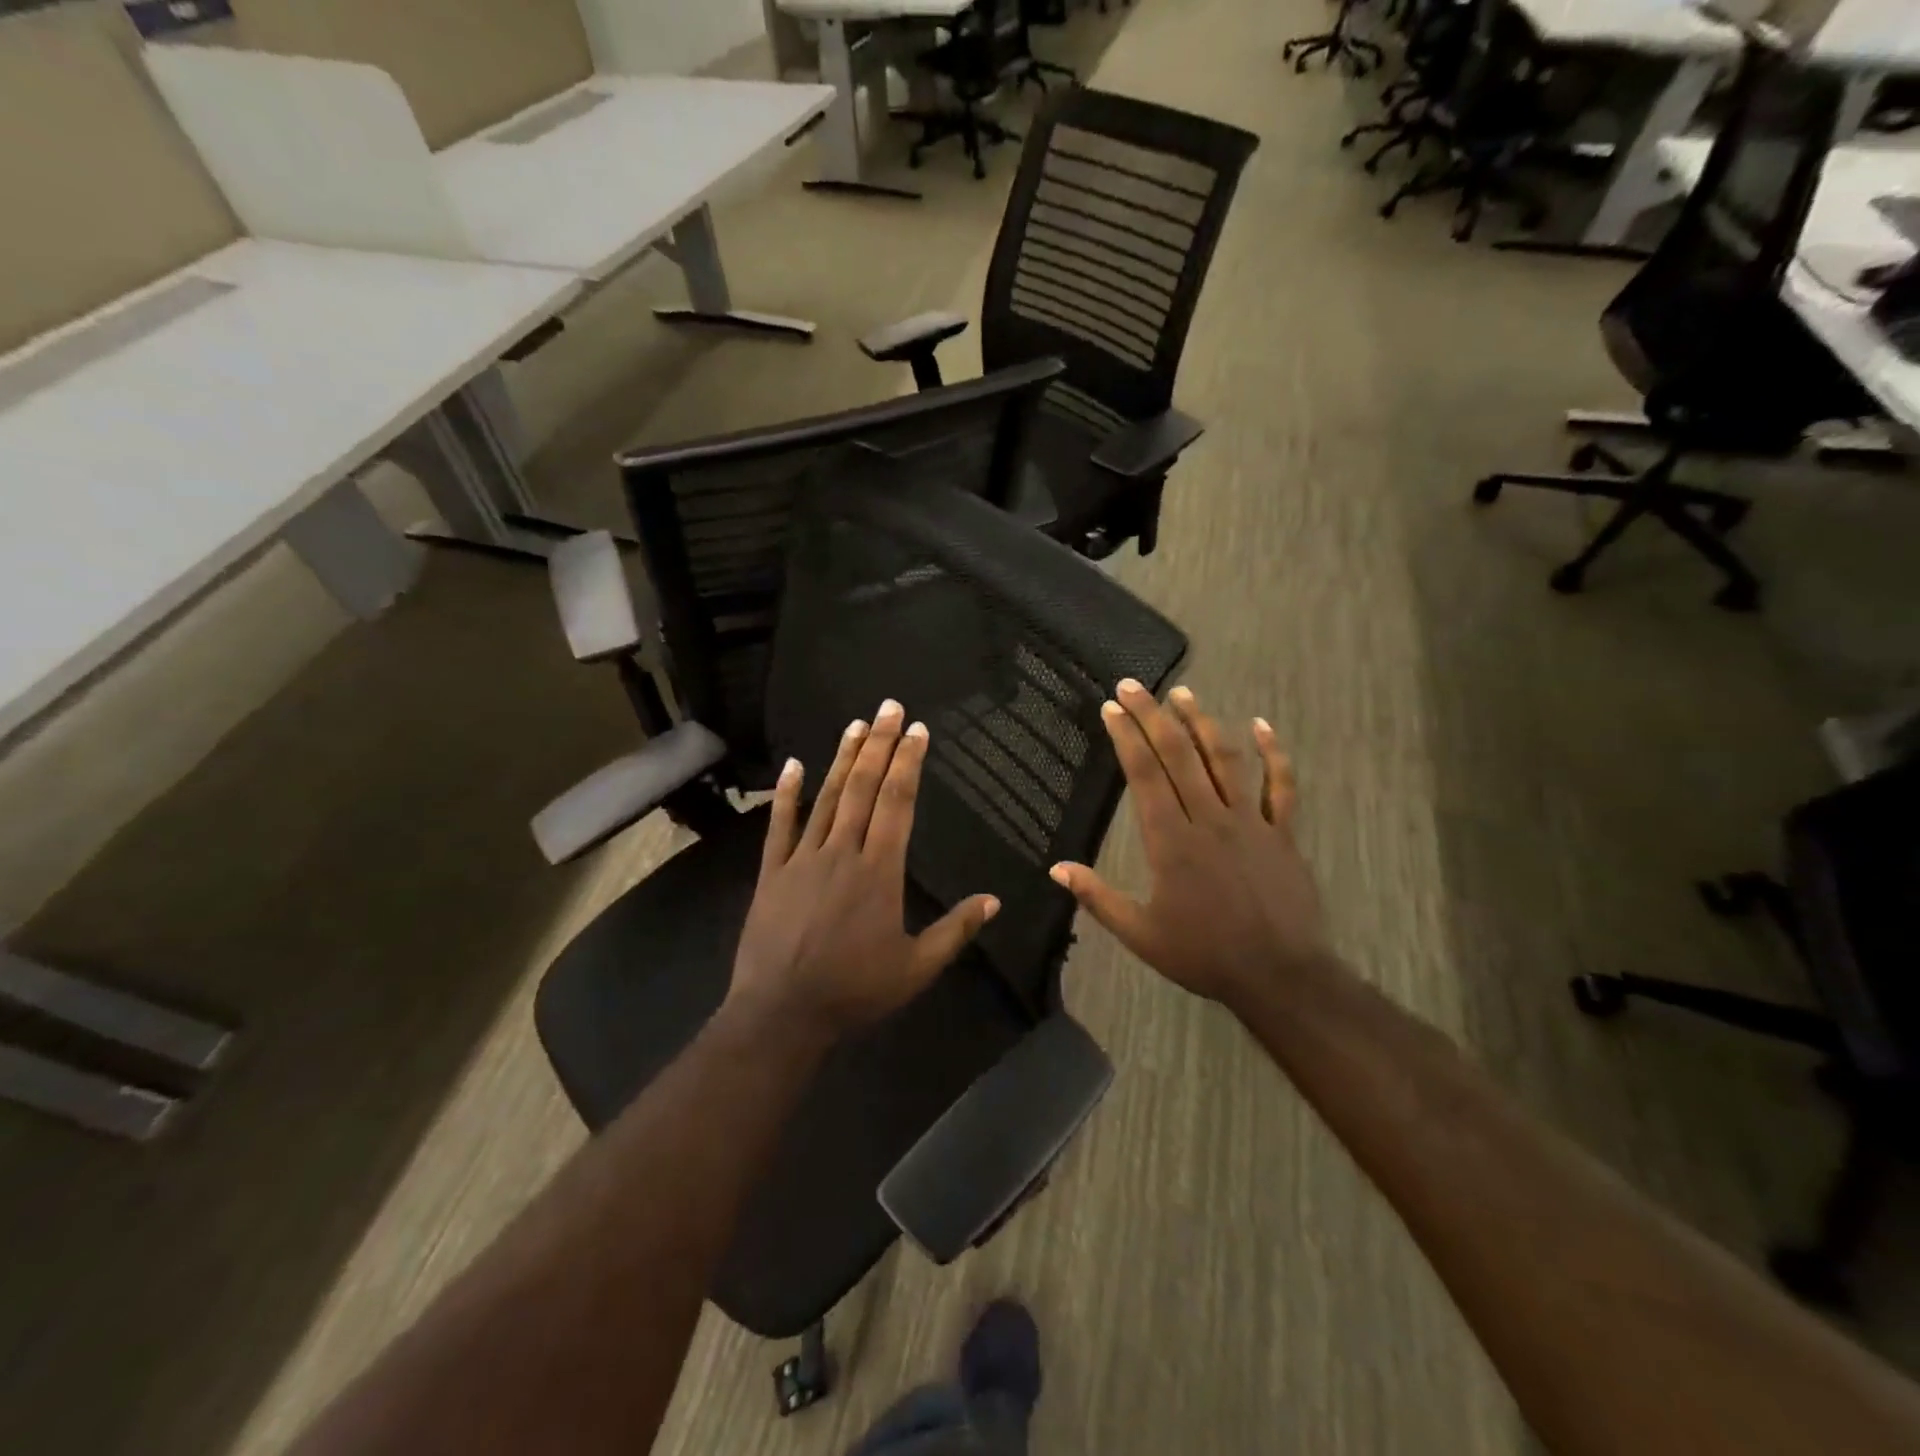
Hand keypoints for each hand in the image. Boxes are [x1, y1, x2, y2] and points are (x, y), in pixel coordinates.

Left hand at [729, 699, 1000, 1037]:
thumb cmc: (854, 991)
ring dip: (843, 759)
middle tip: (889, 707)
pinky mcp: (771, 872)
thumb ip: (955, 930)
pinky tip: (793, 764)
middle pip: (864, 788)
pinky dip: (787, 794)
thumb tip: (994, 901)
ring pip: (826, 798)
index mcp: (880, 871)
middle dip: (879, 744)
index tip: (917, 730)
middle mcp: (842, 852)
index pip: (897, 803)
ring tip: (856, 724)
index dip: (908, 763)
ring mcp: (802, 859)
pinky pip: (780, 825)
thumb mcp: (916, 968)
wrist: (782, 1014)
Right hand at [1050, 681, 1333, 1015]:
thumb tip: (1056, 869)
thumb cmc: (1204, 955)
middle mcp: (1209, 819)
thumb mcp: (1141, 934)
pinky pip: (1281, 786)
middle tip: (1133, 686)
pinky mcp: (1282, 833)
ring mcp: (1251, 822)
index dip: (1126, 738)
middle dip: (1152, 717)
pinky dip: (1273, 753)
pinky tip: (1260, 724)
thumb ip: (1098, 898)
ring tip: (1183, 694)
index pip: (1144, 776)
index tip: (1111, 708)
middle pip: (1179, 756)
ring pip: (1225, 761)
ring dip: (1202, 723)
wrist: (1279, 975)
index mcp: (1171, 841)